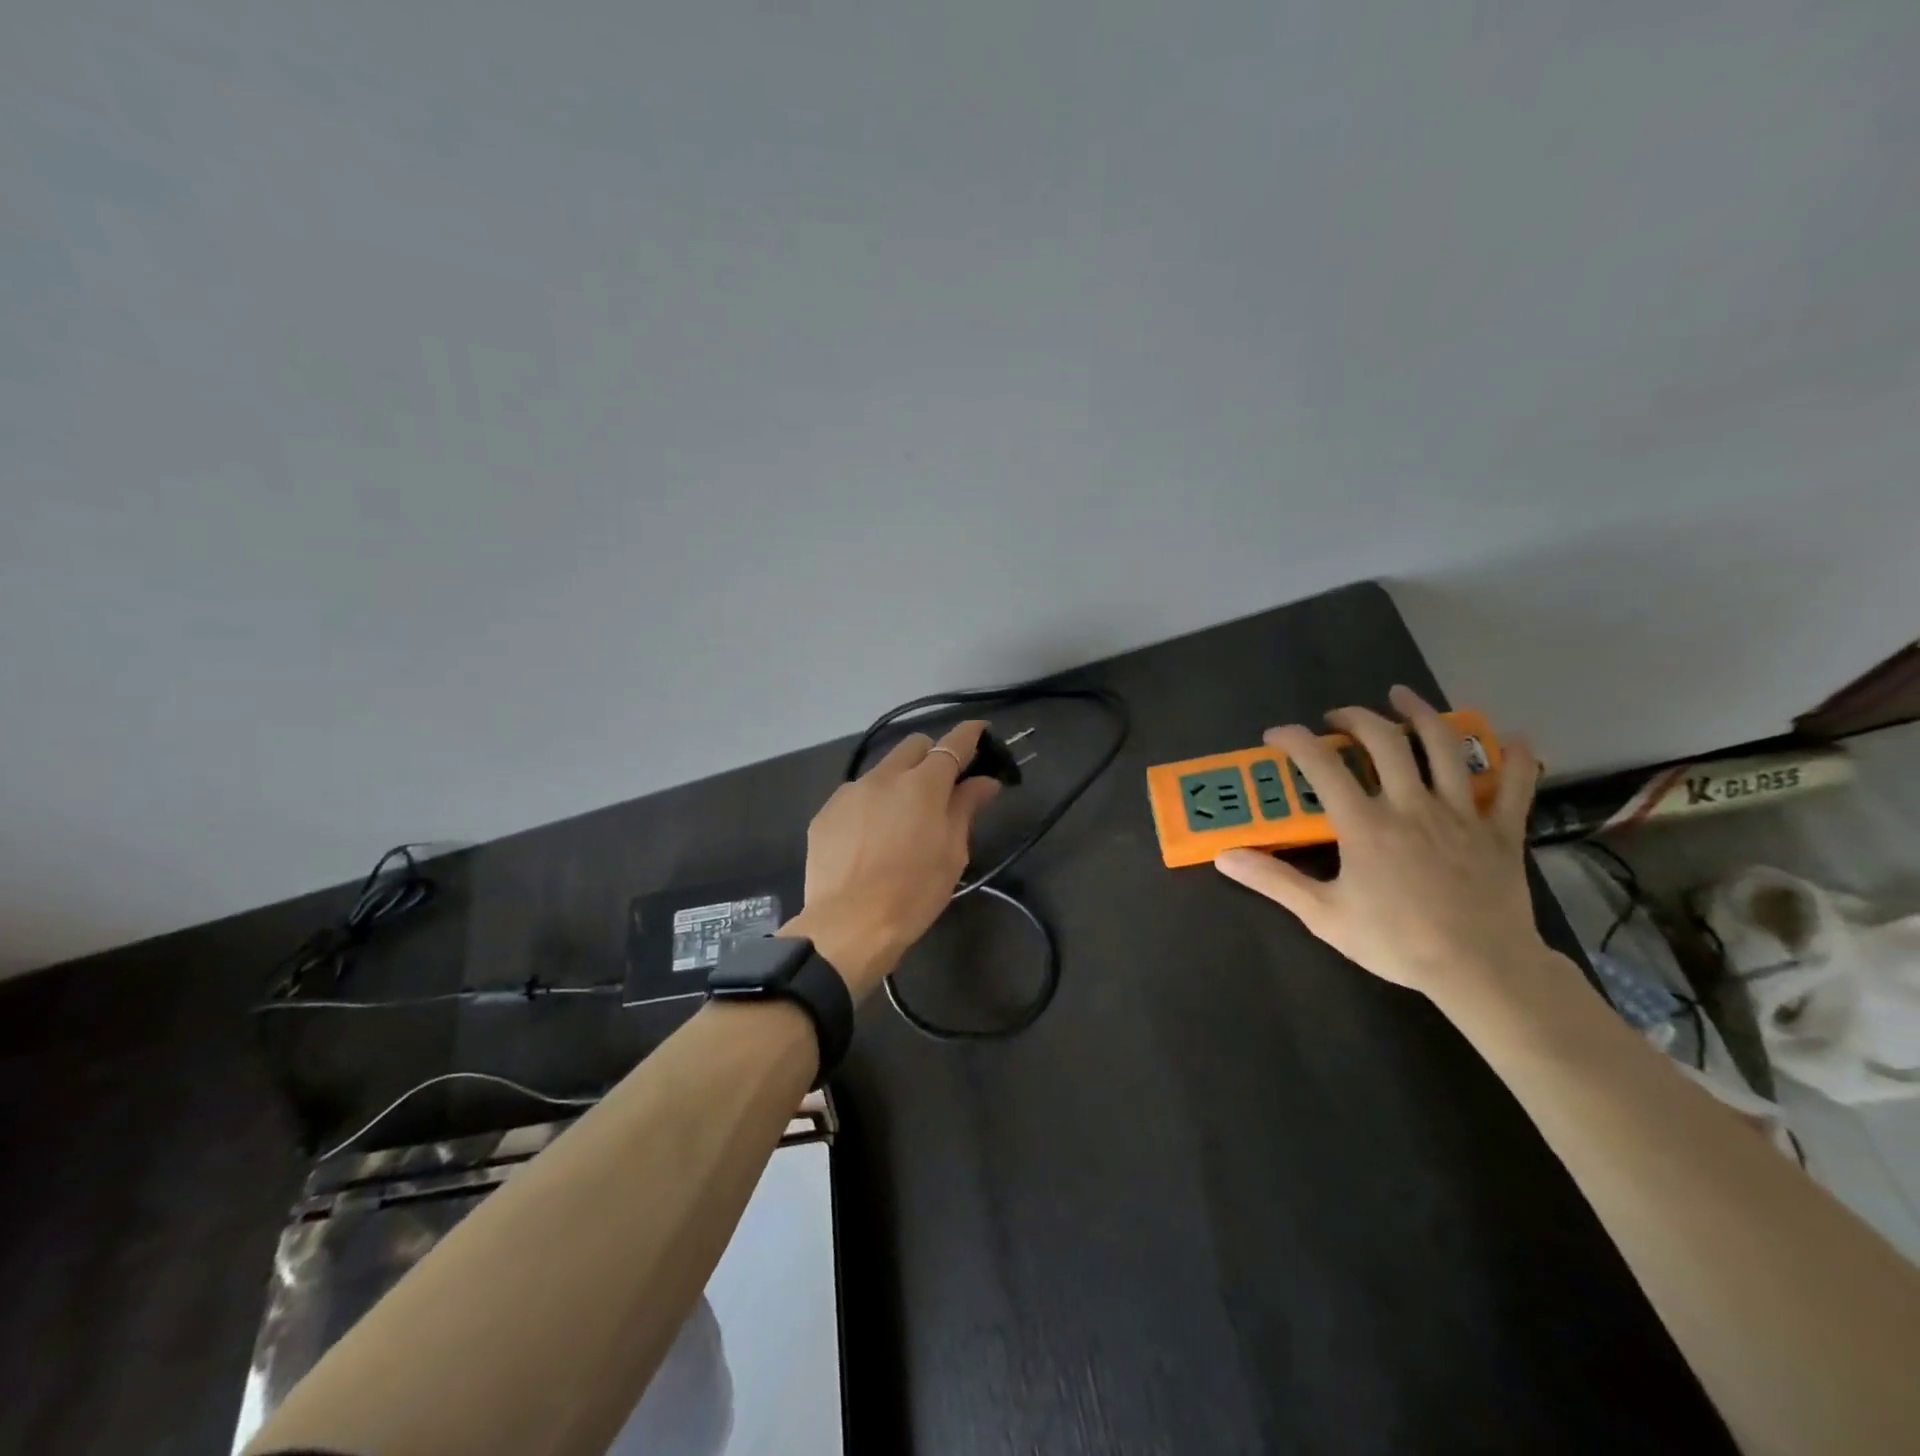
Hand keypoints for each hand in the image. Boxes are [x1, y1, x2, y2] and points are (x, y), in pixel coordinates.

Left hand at [781, 720, 1000, 1002]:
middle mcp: (884, 776)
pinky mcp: (826, 812)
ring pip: (881, 770)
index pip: (953, 744)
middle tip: (940, 787)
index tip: (980, 732)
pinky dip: (870, 805)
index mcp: (923, 784)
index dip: (969, 734)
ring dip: (898, 782)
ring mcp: (850, 792)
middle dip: (931, 757)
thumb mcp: (952, 853)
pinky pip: (855, 796)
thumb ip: (966, 808)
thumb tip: (984, 781)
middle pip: (913, 746)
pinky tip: (870, 838)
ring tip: (900, 821)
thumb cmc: (913, 892)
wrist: (848, 926)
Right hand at [1215, 685, 1548, 1001]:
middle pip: (1385, 741)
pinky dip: (1516, 758)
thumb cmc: (1395, 942)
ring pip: (1445, 747)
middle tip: (1338, 718)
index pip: (1322, 764)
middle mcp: (1412, 805)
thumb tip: (1225, 857)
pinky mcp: (1502, 830)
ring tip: (1402, 697)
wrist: (1480, 970)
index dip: (1295, 740)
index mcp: (1366, 824)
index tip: (1277, 735)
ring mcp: (1462, 814)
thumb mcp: (1323, 915)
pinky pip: (1516, 785)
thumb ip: (1273, 881)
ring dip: (1421, 714)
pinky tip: (1513, 738)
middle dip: (1356, 718)